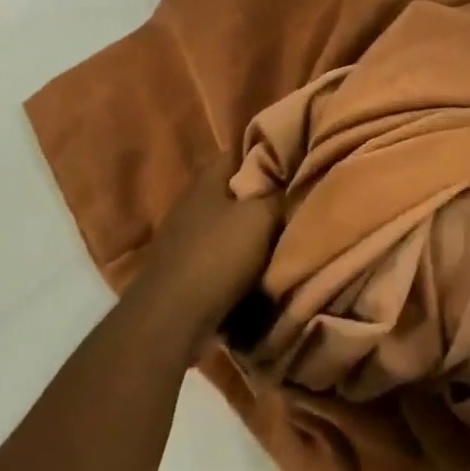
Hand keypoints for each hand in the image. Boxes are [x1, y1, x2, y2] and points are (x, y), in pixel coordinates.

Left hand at [134, 147, 281, 345]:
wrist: (171, 319)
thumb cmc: (218, 256)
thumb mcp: (261, 217)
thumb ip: (278, 194)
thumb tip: (291, 181)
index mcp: (208, 179)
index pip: (242, 151)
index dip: (270, 151)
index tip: (297, 156)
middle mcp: (191, 201)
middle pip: (234, 187)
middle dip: (261, 192)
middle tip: (294, 196)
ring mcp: (183, 235)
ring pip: (226, 221)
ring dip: (248, 227)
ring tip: (280, 232)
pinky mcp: (182, 266)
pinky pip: (218, 251)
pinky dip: (236, 255)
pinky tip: (255, 264)